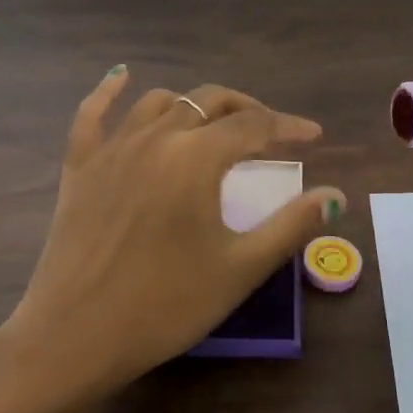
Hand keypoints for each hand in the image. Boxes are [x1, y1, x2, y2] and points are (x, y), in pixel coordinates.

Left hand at [0, 69, 345, 404]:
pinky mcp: (79, 167)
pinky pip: (91, 115)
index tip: (314, 136)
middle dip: (246, 109)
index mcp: (196, 157)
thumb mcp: (240, 269)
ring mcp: (111, 149)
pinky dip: (109, 91)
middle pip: (208, 102)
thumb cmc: (166, 306)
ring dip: (194, 104)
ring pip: (159, 102)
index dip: (288, 126)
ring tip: (215, 123)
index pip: (253, 125)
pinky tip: (121, 76)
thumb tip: (336, 195)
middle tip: (270, 131)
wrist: (76, 336)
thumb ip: (291, 226)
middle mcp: (154, 138)